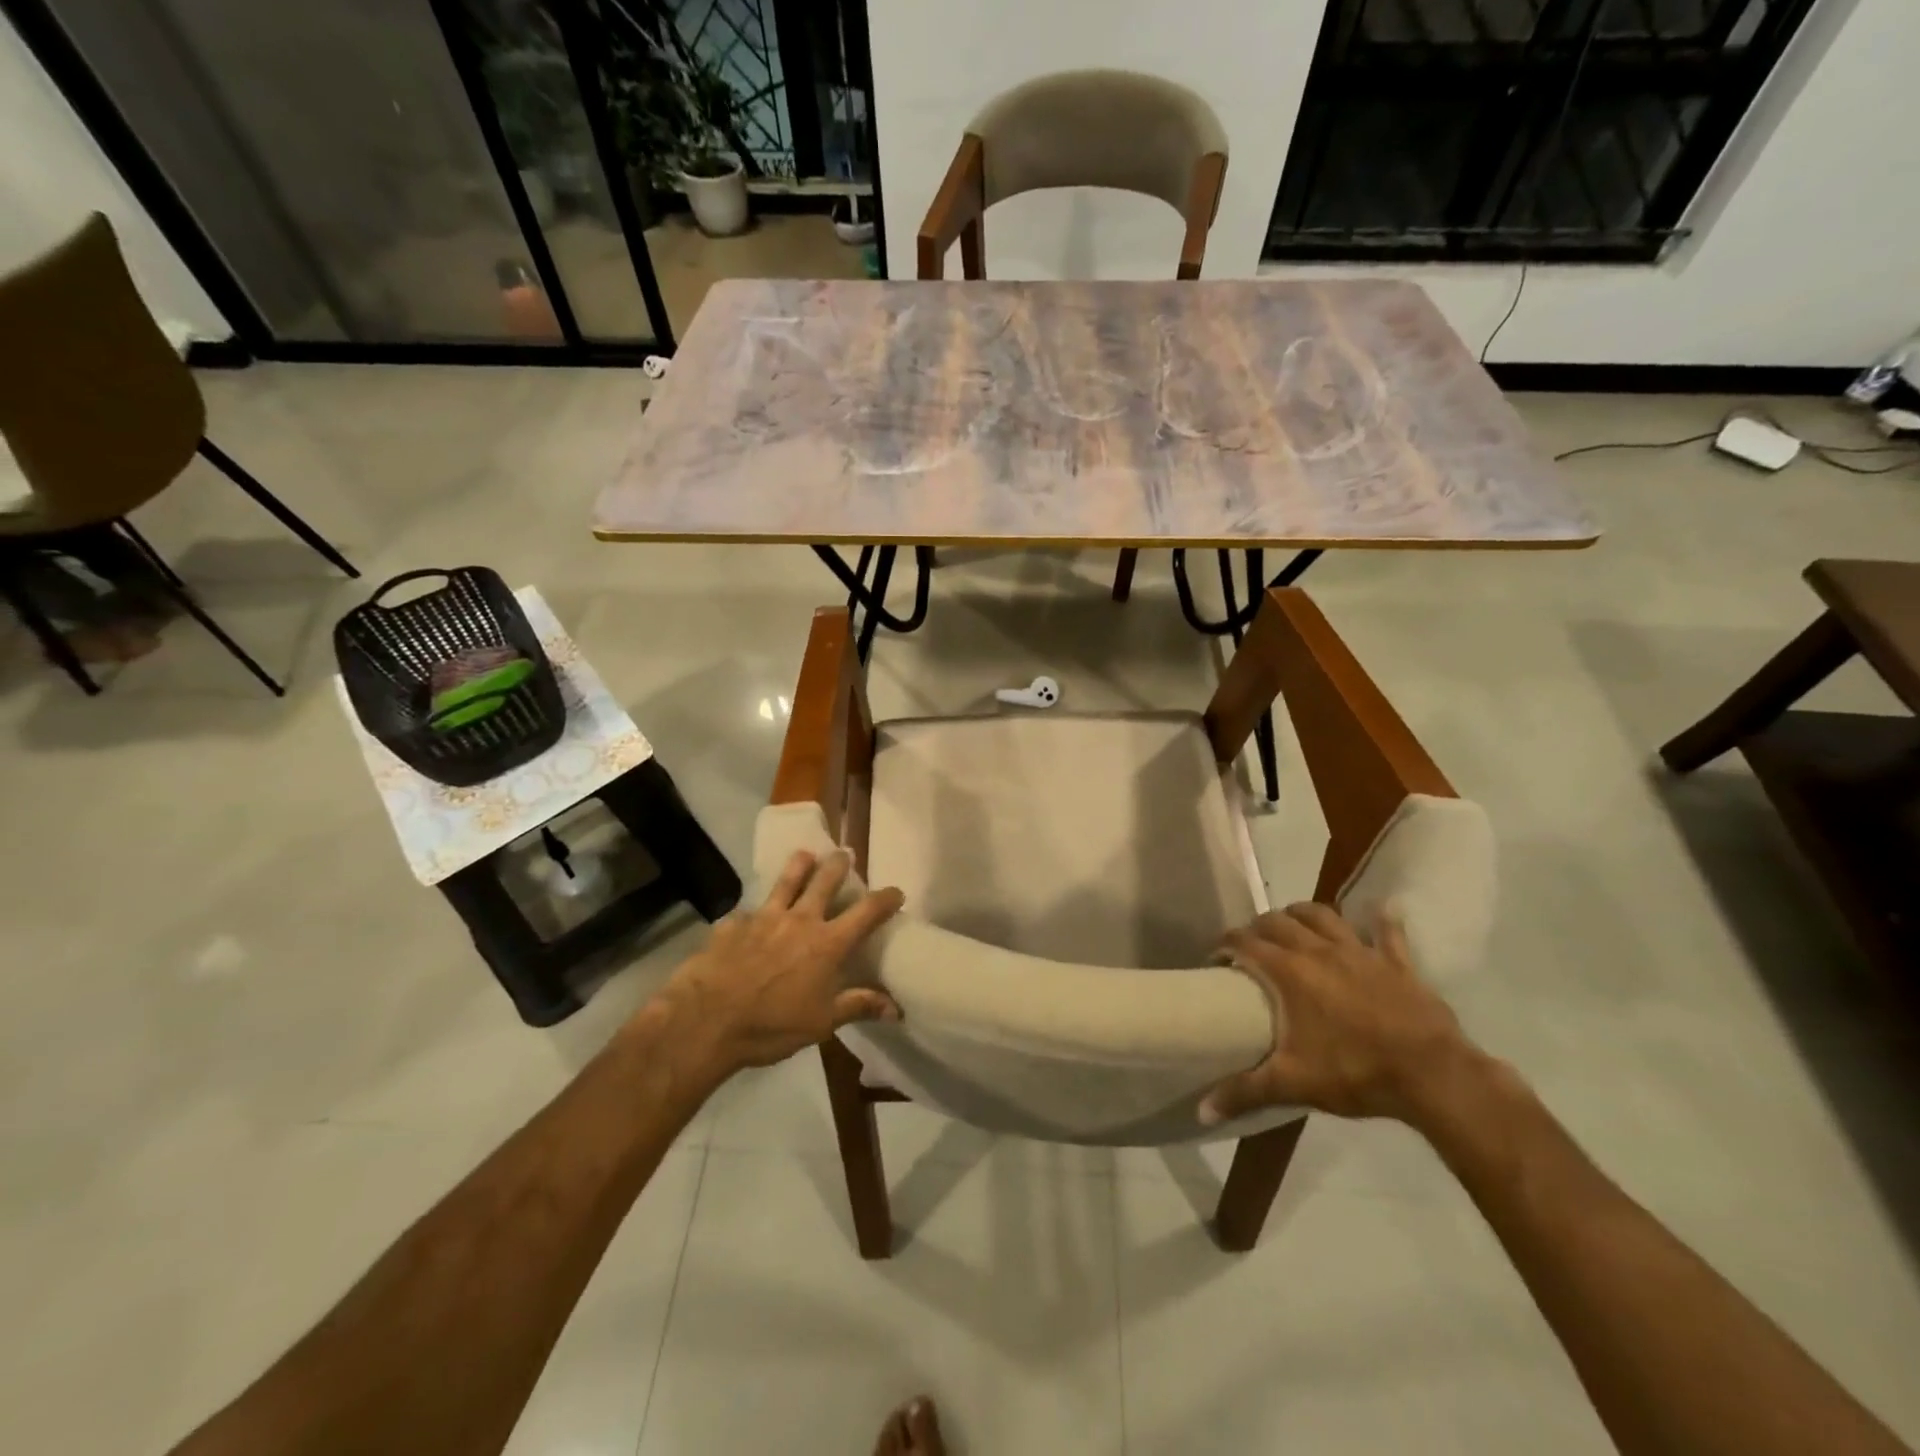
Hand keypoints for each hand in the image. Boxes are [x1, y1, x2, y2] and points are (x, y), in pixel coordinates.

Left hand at [659, 849, 904, 1074]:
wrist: (705, 1021)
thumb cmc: (771, 1026)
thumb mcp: (822, 1023)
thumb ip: (858, 1006)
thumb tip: (896, 1008)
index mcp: (827, 943)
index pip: (866, 912)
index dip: (885, 899)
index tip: (896, 891)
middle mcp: (800, 920)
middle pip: (825, 881)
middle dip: (838, 865)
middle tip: (845, 854)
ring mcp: (763, 917)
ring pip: (786, 881)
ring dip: (799, 865)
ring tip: (806, 854)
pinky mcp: (732, 924)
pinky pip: (747, 912)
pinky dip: (754, 913)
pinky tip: (749, 917)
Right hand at [1201, 902, 1481, 1126]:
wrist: (1432, 1075)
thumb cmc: (1355, 1072)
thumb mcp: (1292, 1083)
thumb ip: (1244, 1091)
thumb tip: (1202, 1111)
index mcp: (1289, 971)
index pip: (1244, 942)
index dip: (1225, 944)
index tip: (1216, 958)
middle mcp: (1318, 950)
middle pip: (1278, 921)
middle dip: (1258, 926)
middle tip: (1251, 945)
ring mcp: (1360, 952)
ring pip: (1323, 915)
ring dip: (1302, 914)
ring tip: (1294, 924)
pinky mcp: (1396, 962)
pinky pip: (1388, 933)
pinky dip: (1382, 920)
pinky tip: (1381, 909)